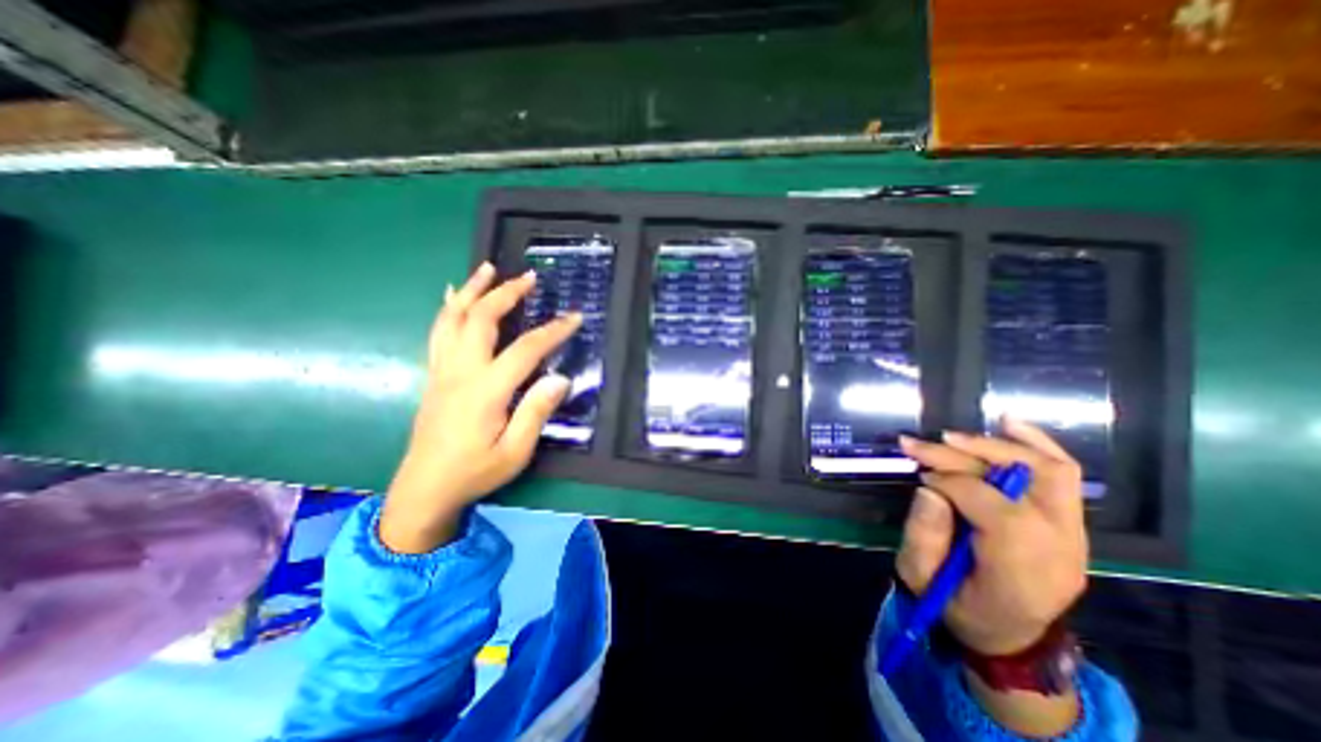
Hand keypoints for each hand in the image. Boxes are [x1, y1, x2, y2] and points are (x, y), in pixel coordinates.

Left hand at [380, 264, 578, 553]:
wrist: (424, 489)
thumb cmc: (475, 472)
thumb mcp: (515, 452)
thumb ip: (536, 412)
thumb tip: (560, 378)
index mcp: (486, 391)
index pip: (525, 349)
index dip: (553, 331)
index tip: (574, 317)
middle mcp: (461, 372)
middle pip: (481, 319)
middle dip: (506, 293)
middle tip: (528, 277)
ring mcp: (443, 370)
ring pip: (454, 319)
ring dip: (472, 290)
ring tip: (487, 269)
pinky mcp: (434, 375)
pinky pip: (438, 332)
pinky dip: (448, 309)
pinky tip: (453, 296)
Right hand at [891, 416, 1090, 653]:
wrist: (1009, 636)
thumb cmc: (957, 607)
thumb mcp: (921, 579)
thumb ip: (923, 534)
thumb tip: (929, 487)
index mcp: (1021, 572)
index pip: (996, 509)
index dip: (951, 482)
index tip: (919, 476)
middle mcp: (1059, 549)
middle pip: (1022, 483)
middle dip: (961, 456)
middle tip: (919, 445)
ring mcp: (1074, 535)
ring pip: (1048, 471)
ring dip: (995, 446)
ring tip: (950, 436)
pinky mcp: (1070, 523)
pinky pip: (1063, 475)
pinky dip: (1036, 444)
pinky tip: (1009, 423)